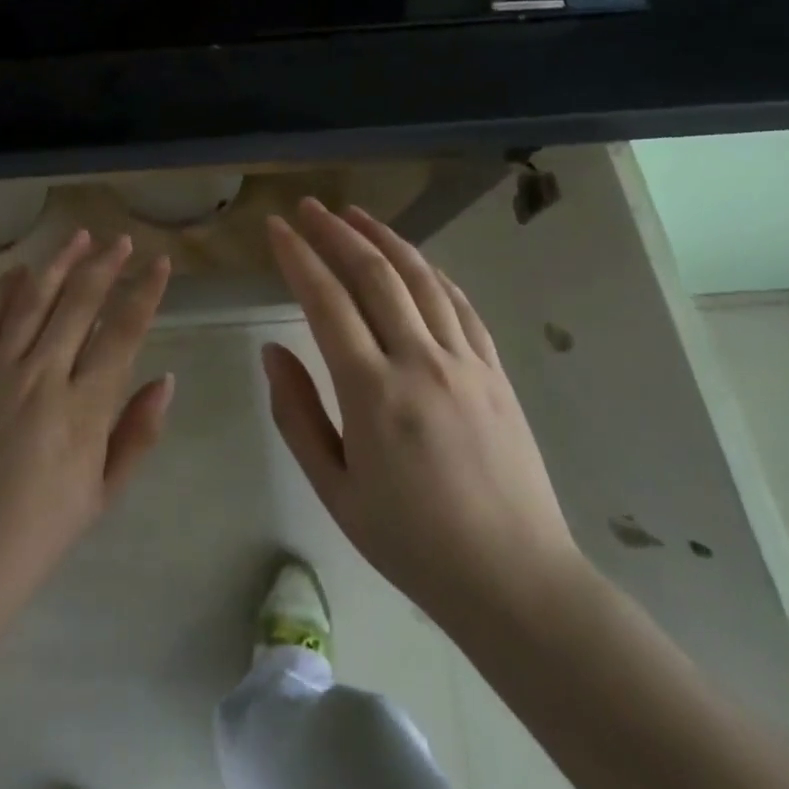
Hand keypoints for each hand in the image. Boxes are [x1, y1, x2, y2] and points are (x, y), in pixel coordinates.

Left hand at [0, 230, 173, 625]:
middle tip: (121, 240)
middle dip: (105, 265)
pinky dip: (2, 293)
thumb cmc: (38, 536)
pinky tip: (18, 272)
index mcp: (83, 410)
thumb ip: (137, 433)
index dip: (144, 292)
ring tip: (79, 236)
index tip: (159, 263)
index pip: (123, 333)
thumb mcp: (102, 494)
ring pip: (32, 302)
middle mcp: (41, 378)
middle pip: (79, 304)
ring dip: (58, 264)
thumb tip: (166, 379)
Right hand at [263, 199, 585, 640]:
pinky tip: (414, 259)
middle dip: (336, 233)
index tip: (276, 227)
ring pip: (421, 278)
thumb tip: (272, 350)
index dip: (298, 257)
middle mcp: (420, 362)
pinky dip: (431, 271)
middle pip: (374, 274)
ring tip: (355, 214)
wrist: (515, 581)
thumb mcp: (334, 489)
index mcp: (372, 392)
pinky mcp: (496, 372)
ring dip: (384, 238)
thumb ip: (297, 413)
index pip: (326, 301)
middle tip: (308, 207)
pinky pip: (460, 305)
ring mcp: (465, 362)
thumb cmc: (411, 542)